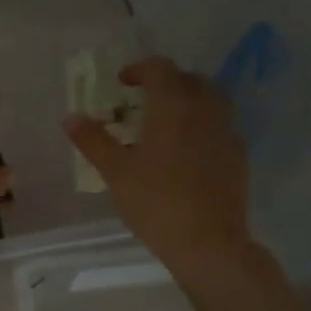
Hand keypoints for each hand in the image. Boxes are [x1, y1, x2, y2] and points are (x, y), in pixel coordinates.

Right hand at [64, 57, 255, 285]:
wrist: (208, 242)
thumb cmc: (155, 202)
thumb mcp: (115, 172)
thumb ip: (93, 140)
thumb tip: (71, 118)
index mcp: (173, 105)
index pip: (159, 68)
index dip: (138, 69)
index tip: (122, 83)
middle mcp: (205, 108)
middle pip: (188, 79)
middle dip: (164, 83)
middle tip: (142, 103)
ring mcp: (227, 131)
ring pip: (209, 100)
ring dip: (187, 102)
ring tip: (165, 125)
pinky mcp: (238, 154)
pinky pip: (219, 126)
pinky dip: (201, 126)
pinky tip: (186, 152)